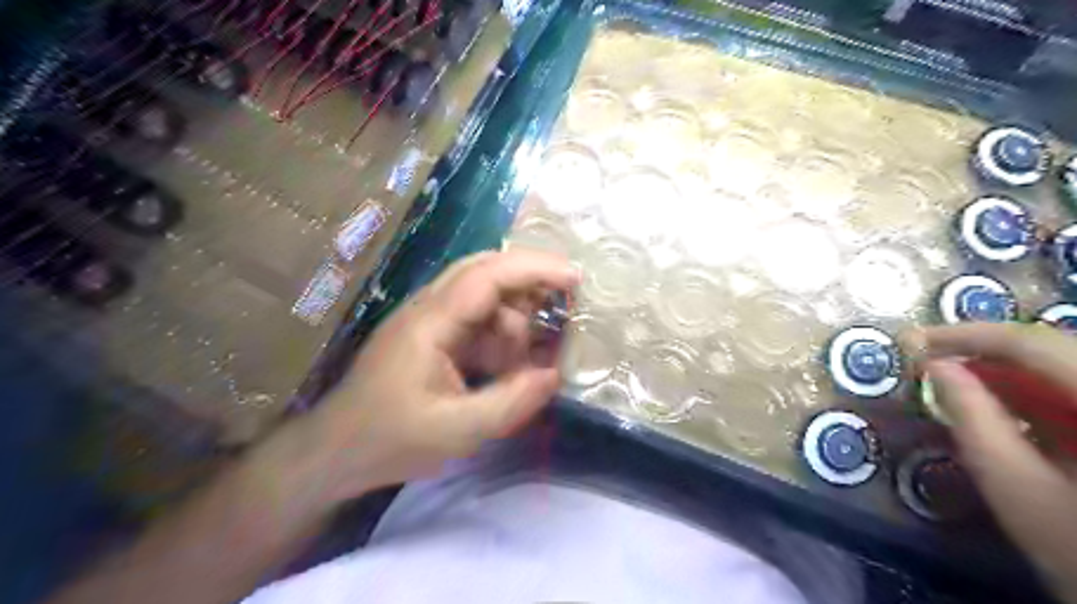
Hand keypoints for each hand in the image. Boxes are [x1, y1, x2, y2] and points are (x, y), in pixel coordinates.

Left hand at [293, 247, 576, 503]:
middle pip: (486, 271)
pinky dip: (502, 340)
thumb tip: (556, 375)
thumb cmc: (389, 440)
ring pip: (486, 298)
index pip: (488, 275)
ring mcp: (430, 321)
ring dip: (515, 322)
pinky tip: (509, 370)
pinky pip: (478, 324)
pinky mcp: (434, 337)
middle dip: (530, 285)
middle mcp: (430, 308)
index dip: (535, 269)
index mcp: (430, 322)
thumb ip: (511, 403)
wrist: (335, 452)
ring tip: (528, 363)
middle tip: (565, 307)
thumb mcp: (456, 431)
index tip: (575, 278)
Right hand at [911, 323, 1076, 601]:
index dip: (970, 335)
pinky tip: (998, 408)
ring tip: (952, 384)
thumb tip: (934, 367)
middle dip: (985, 352)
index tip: (912, 339)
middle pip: (1054, 351)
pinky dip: (1034, 396)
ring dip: (1006, 374)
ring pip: (1064, 370)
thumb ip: (971, 418)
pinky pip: (1072, 394)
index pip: (1038, 345)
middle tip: (927, 362)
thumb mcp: (1015, 486)